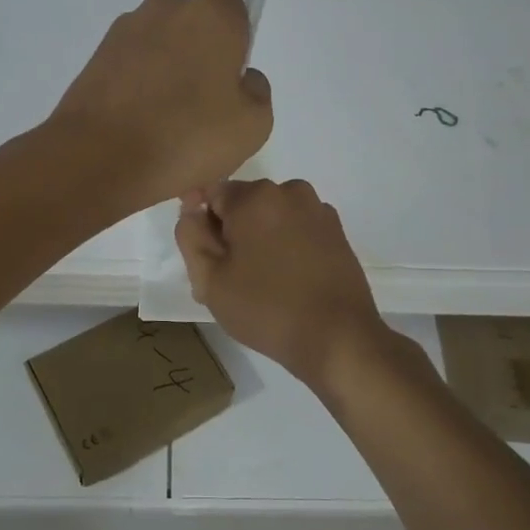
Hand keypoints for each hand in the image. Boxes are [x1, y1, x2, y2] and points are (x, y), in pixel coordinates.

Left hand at [49, 0, 272, 211]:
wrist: (98, 160)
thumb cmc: (187, 137)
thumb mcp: (254, 126)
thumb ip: (257, 91)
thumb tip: (241, 79)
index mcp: (211, 14)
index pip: (234, 12)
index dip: (236, 47)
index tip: (230, 86)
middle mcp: (165, 8)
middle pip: (194, 31)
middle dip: (199, 65)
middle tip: (201, 118)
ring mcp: (124, 32)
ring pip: (160, 55)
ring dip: (167, 85)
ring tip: (167, 139)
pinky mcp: (94, 59)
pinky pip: (131, 73)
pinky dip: (138, 97)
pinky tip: (140, 139)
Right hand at [175, 179, 386, 386]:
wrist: (338, 338)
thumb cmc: (266, 308)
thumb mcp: (209, 279)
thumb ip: (190, 236)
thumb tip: (192, 209)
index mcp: (255, 196)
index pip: (210, 193)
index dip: (201, 224)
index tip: (205, 258)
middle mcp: (289, 191)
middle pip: (243, 203)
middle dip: (231, 232)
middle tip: (228, 278)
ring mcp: (318, 210)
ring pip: (271, 216)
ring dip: (258, 238)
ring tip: (258, 284)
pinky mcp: (336, 231)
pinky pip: (296, 228)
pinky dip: (285, 245)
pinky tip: (287, 281)